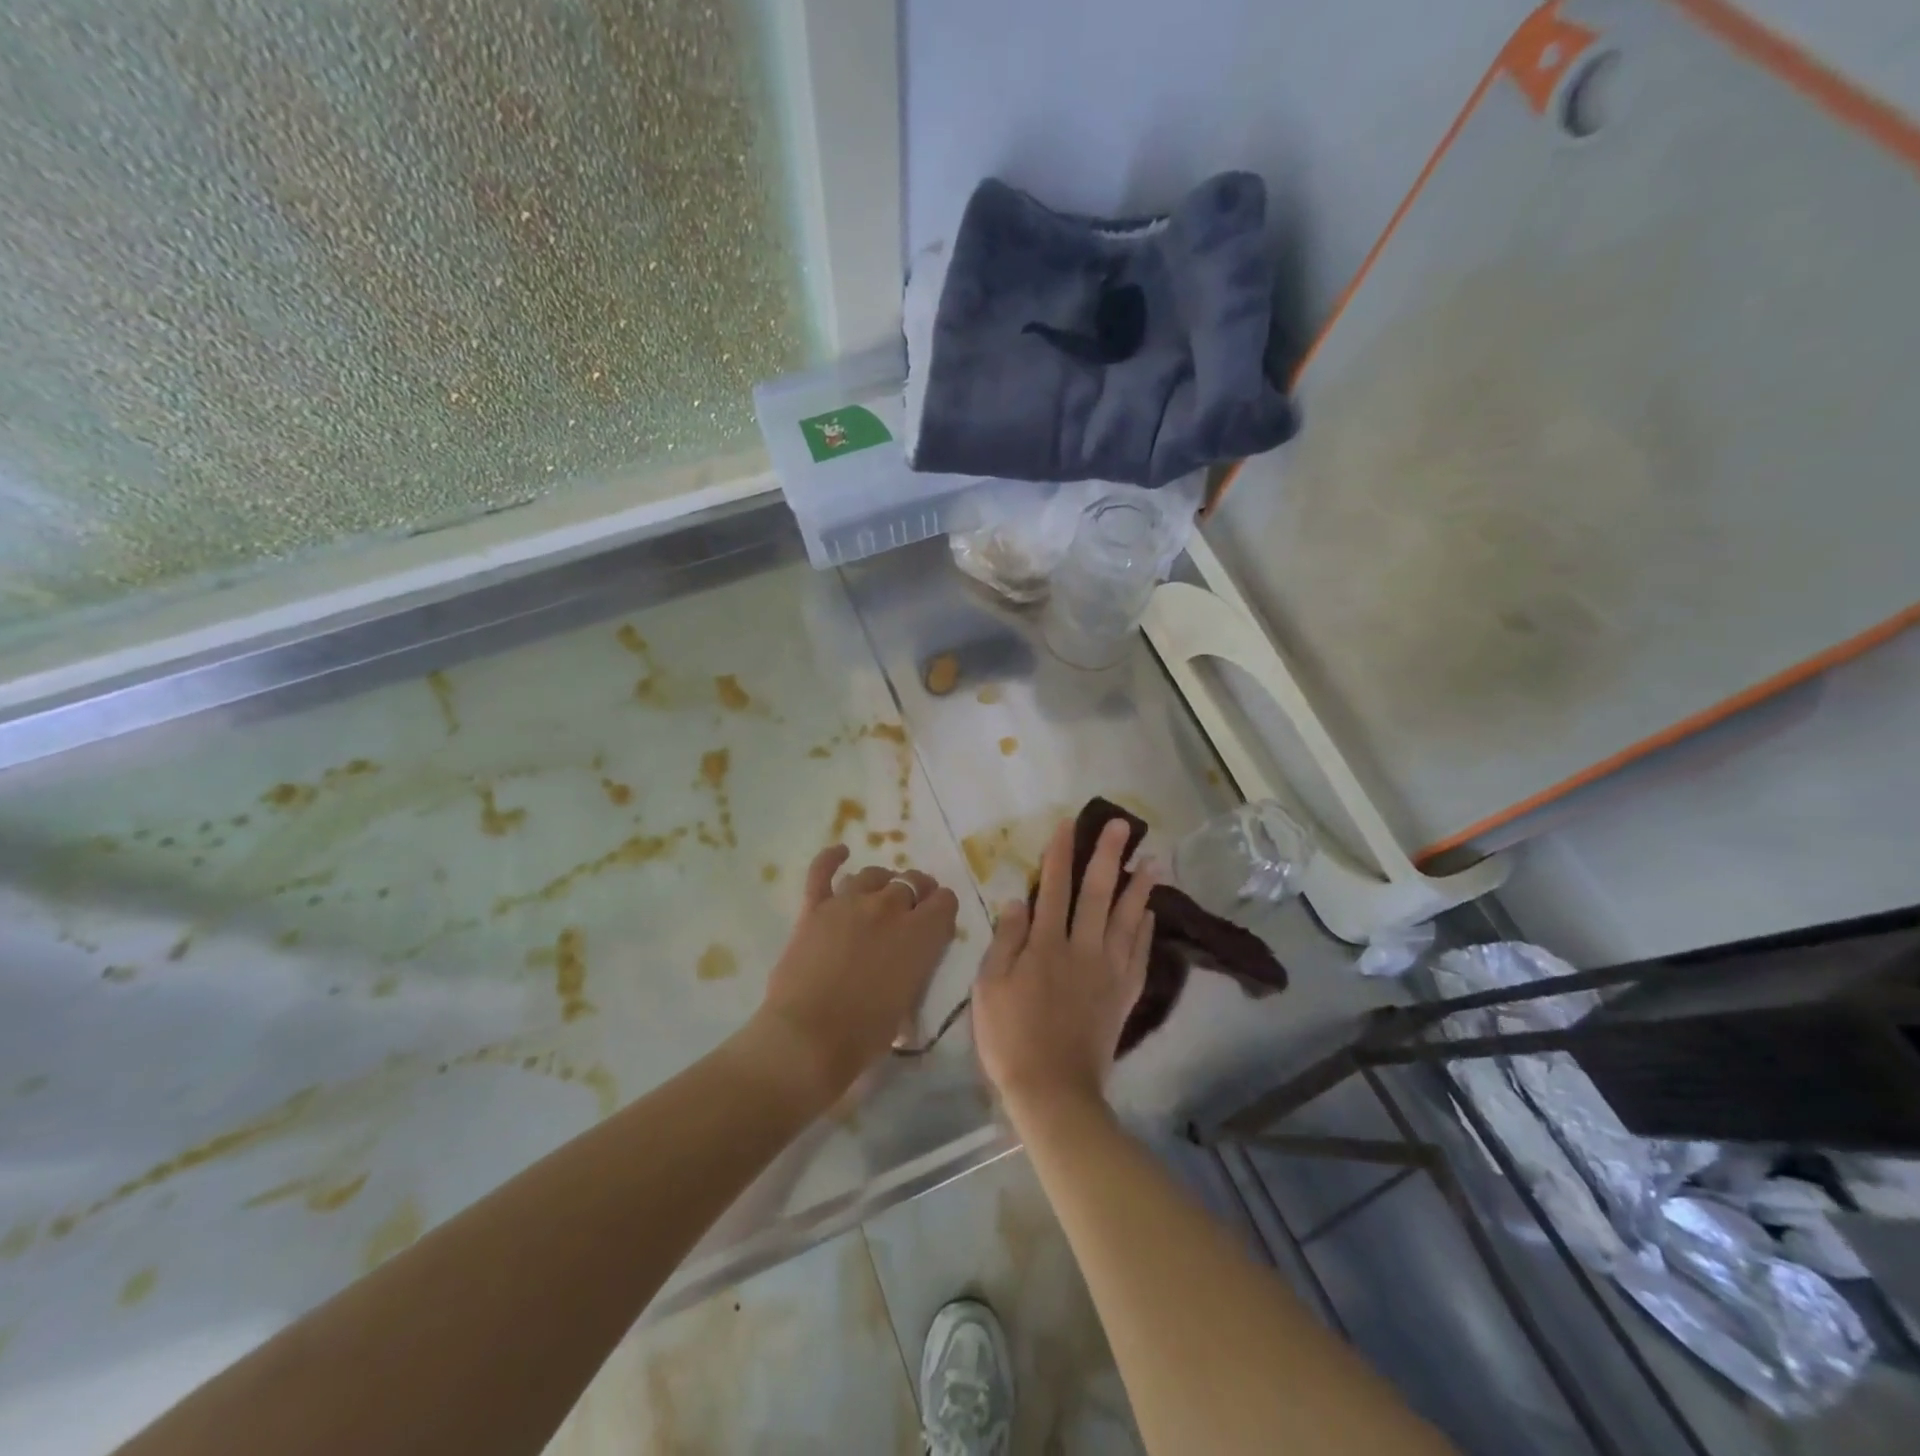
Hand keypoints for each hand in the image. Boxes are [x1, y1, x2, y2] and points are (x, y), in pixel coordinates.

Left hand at [750, 845, 958, 1109]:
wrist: (808, 1038)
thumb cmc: (865, 1034)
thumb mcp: (909, 1001)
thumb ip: (916, 966)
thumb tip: (910, 958)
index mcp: (920, 933)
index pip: (945, 900)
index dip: (942, 909)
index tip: (937, 921)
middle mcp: (889, 907)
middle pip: (911, 882)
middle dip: (916, 893)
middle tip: (909, 911)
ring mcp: (849, 902)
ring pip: (873, 874)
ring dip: (881, 884)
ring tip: (877, 896)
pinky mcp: (815, 907)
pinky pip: (823, 870)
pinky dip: (832, 858)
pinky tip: (840, 852)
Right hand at [972, 817, 1155, 1123]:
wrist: (1052, 1090)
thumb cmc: (1010, 1037)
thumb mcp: (989, 987)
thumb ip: (1005, 941)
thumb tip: (1018, 901)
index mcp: (1045, 946)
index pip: (1054, 889)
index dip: (1059, 854)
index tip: (1067, 825)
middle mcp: (1081, 949)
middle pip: (1096, 894)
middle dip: (1107, 856)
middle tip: (1121, 826)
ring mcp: (1108, 971)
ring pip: (1126, 919)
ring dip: (1139, 887)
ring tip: (1152, 860)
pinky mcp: (1123, 994)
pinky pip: (1138, 954)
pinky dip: (1145, 929)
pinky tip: (1150, 911)